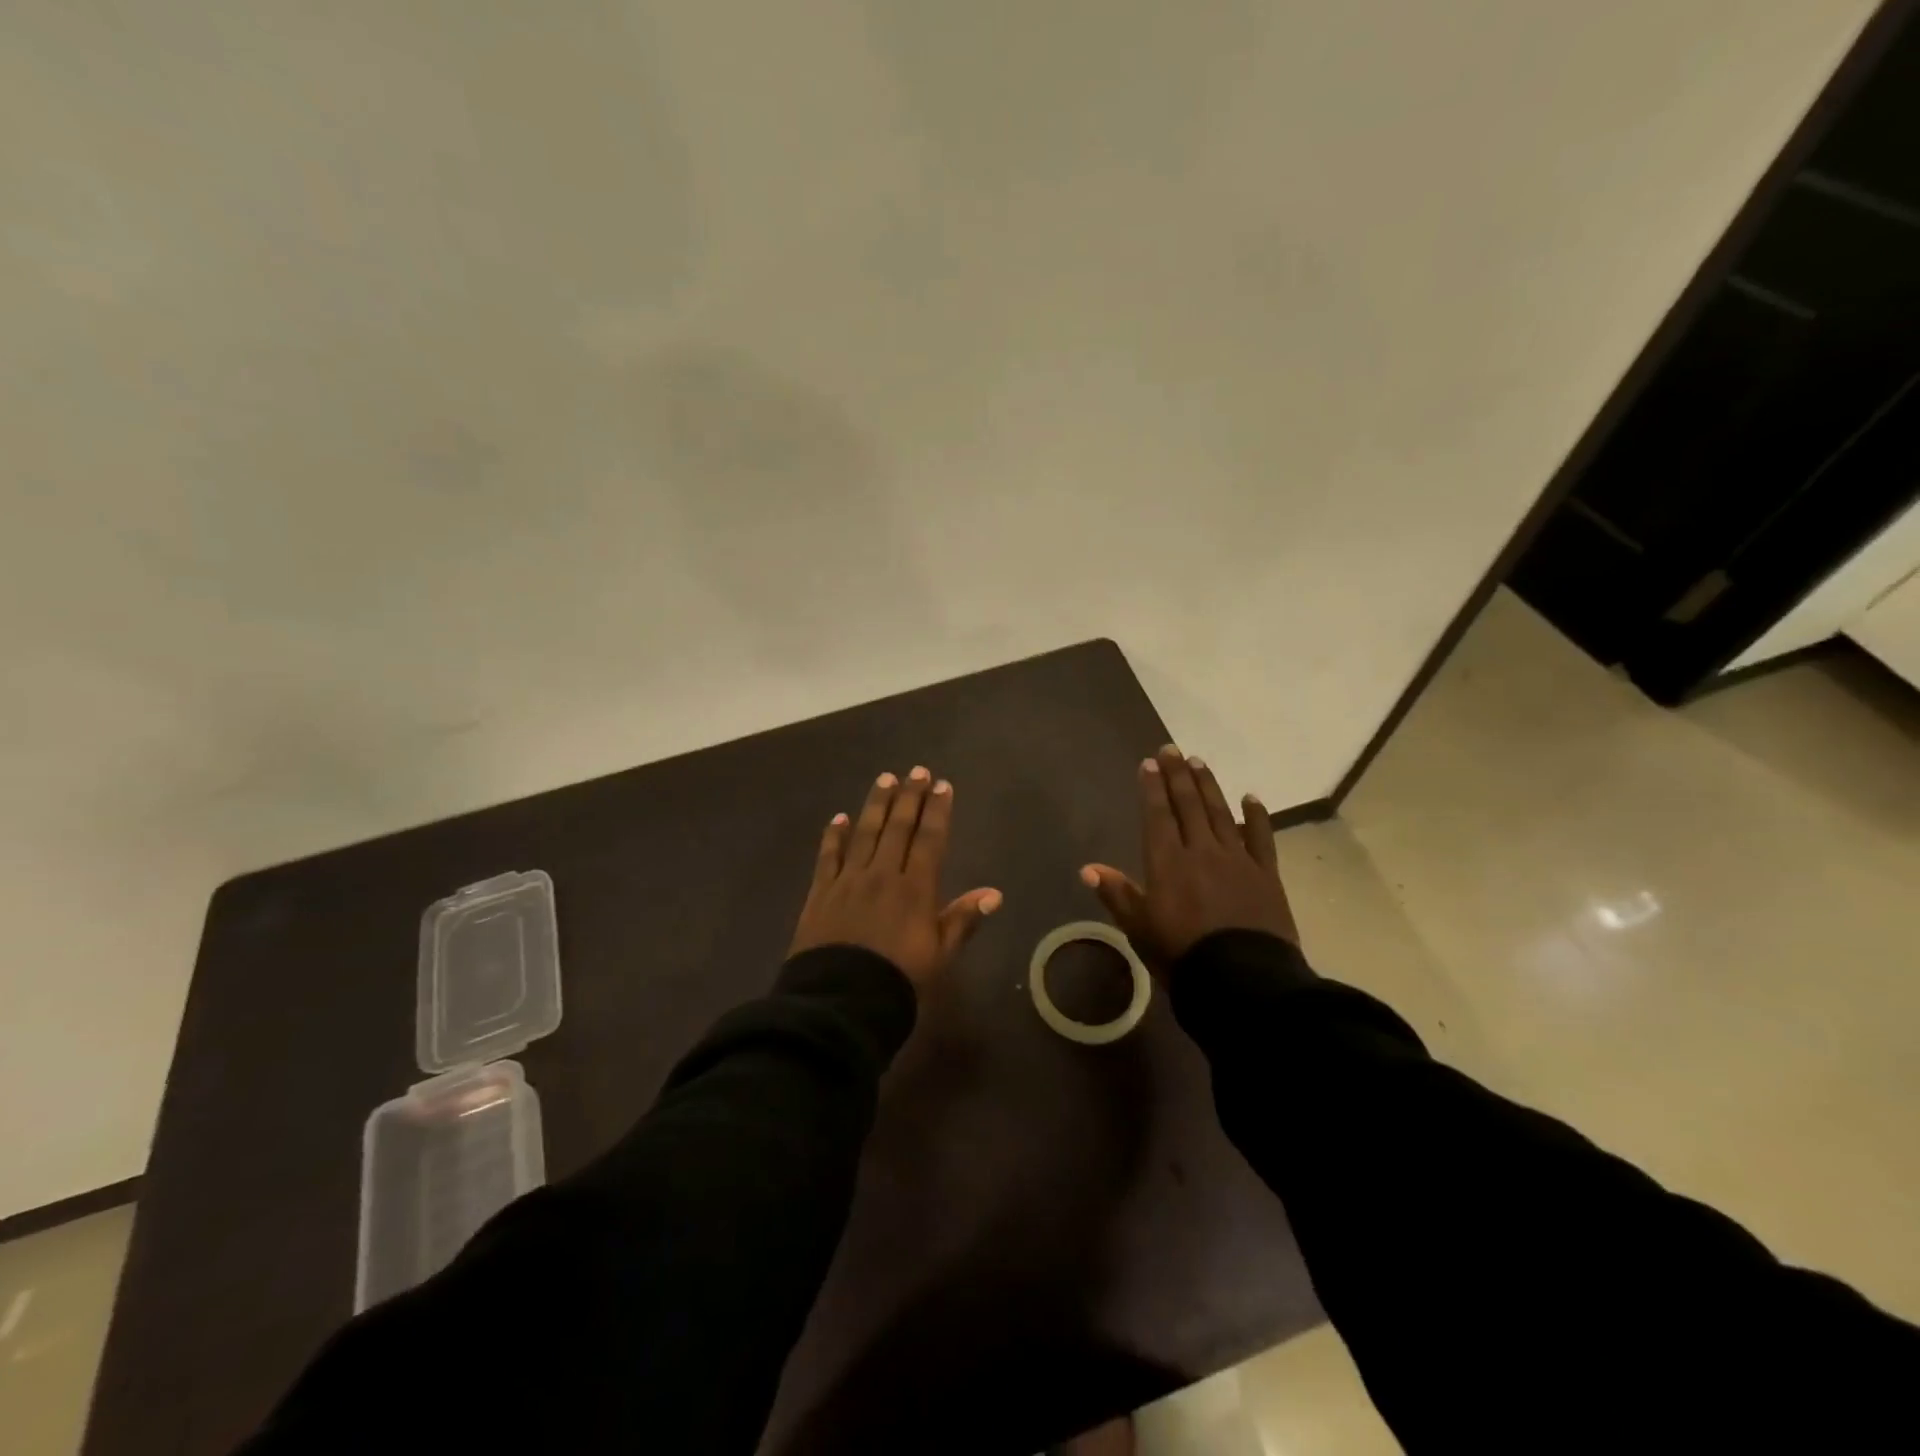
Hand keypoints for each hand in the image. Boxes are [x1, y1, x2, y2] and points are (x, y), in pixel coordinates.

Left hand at [789, 766, 1002, 989]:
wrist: (841, 999)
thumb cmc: (898, 979)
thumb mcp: (940, 954)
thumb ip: (962, 919)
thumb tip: (994, 893)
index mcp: (915, 888)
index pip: (930, 839)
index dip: (937, 810)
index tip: (942, 785)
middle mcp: (883, 874)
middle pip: (898, 827)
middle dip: (909, 797)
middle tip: (916, 771)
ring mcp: (849, 880)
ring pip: (865, 833)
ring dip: (876, 804)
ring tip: (885, 779)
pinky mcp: (821, 892)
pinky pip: (828, 856)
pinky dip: (834, 836)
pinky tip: (839, 818)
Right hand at [1080, 744, 1297, 970]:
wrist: (1242, 980)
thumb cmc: (1182, 955)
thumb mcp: (1140, 929)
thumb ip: (1117, 894)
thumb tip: (1087, 869)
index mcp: (1168, 862)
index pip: (1158, 815)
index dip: (1153, 787)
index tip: (1150, 763)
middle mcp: (1202, 850)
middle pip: (1188, 805)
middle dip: (1178, 775)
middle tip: (1172, 749)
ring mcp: (1237, 859)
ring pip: (1220, 812)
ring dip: (1209, 786)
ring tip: (1200, 763)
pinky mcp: (1266, 874)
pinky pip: (1261, 837)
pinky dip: (1256, 816)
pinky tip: (1251, 798)